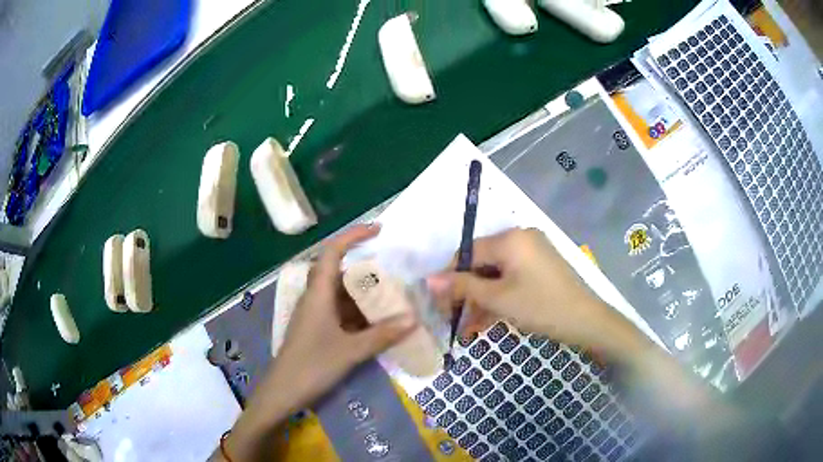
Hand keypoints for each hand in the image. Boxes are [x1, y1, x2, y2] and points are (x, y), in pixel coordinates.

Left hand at [220, 224, 416, 461]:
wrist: (283, 392)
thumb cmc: (312, 366)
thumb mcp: (350, 351)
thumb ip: (382, 335)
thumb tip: (413, 319)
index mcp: (318, 294)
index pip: (333, 252)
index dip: (353, 236)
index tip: (379, 230)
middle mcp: (315, 298)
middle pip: (340, 273)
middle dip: (366, 271)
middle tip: (395, 276)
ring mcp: (314, 315)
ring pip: (341, 295)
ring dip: (364, 296)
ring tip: (392, 300)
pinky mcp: (316, 330)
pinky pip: (340, 313)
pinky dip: (358, 314)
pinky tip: (376, 324)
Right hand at [427, 228, 639, 352]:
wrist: (586, 321)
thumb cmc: (540, 307)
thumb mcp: (498, 299)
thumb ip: (463, 287)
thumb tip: (428, 280)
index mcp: (510, 238)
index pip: (468, 252)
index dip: (451, 278)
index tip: (440, 303)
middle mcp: (520, 238)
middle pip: (482, 264)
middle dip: (467, 293)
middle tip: (454, 319)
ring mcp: (532, 252)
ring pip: (496, 274)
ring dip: (482, 299)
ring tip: (469, 328)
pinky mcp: (540, 267)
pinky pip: (511, 278)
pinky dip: (499, 296)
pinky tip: (488, 320)